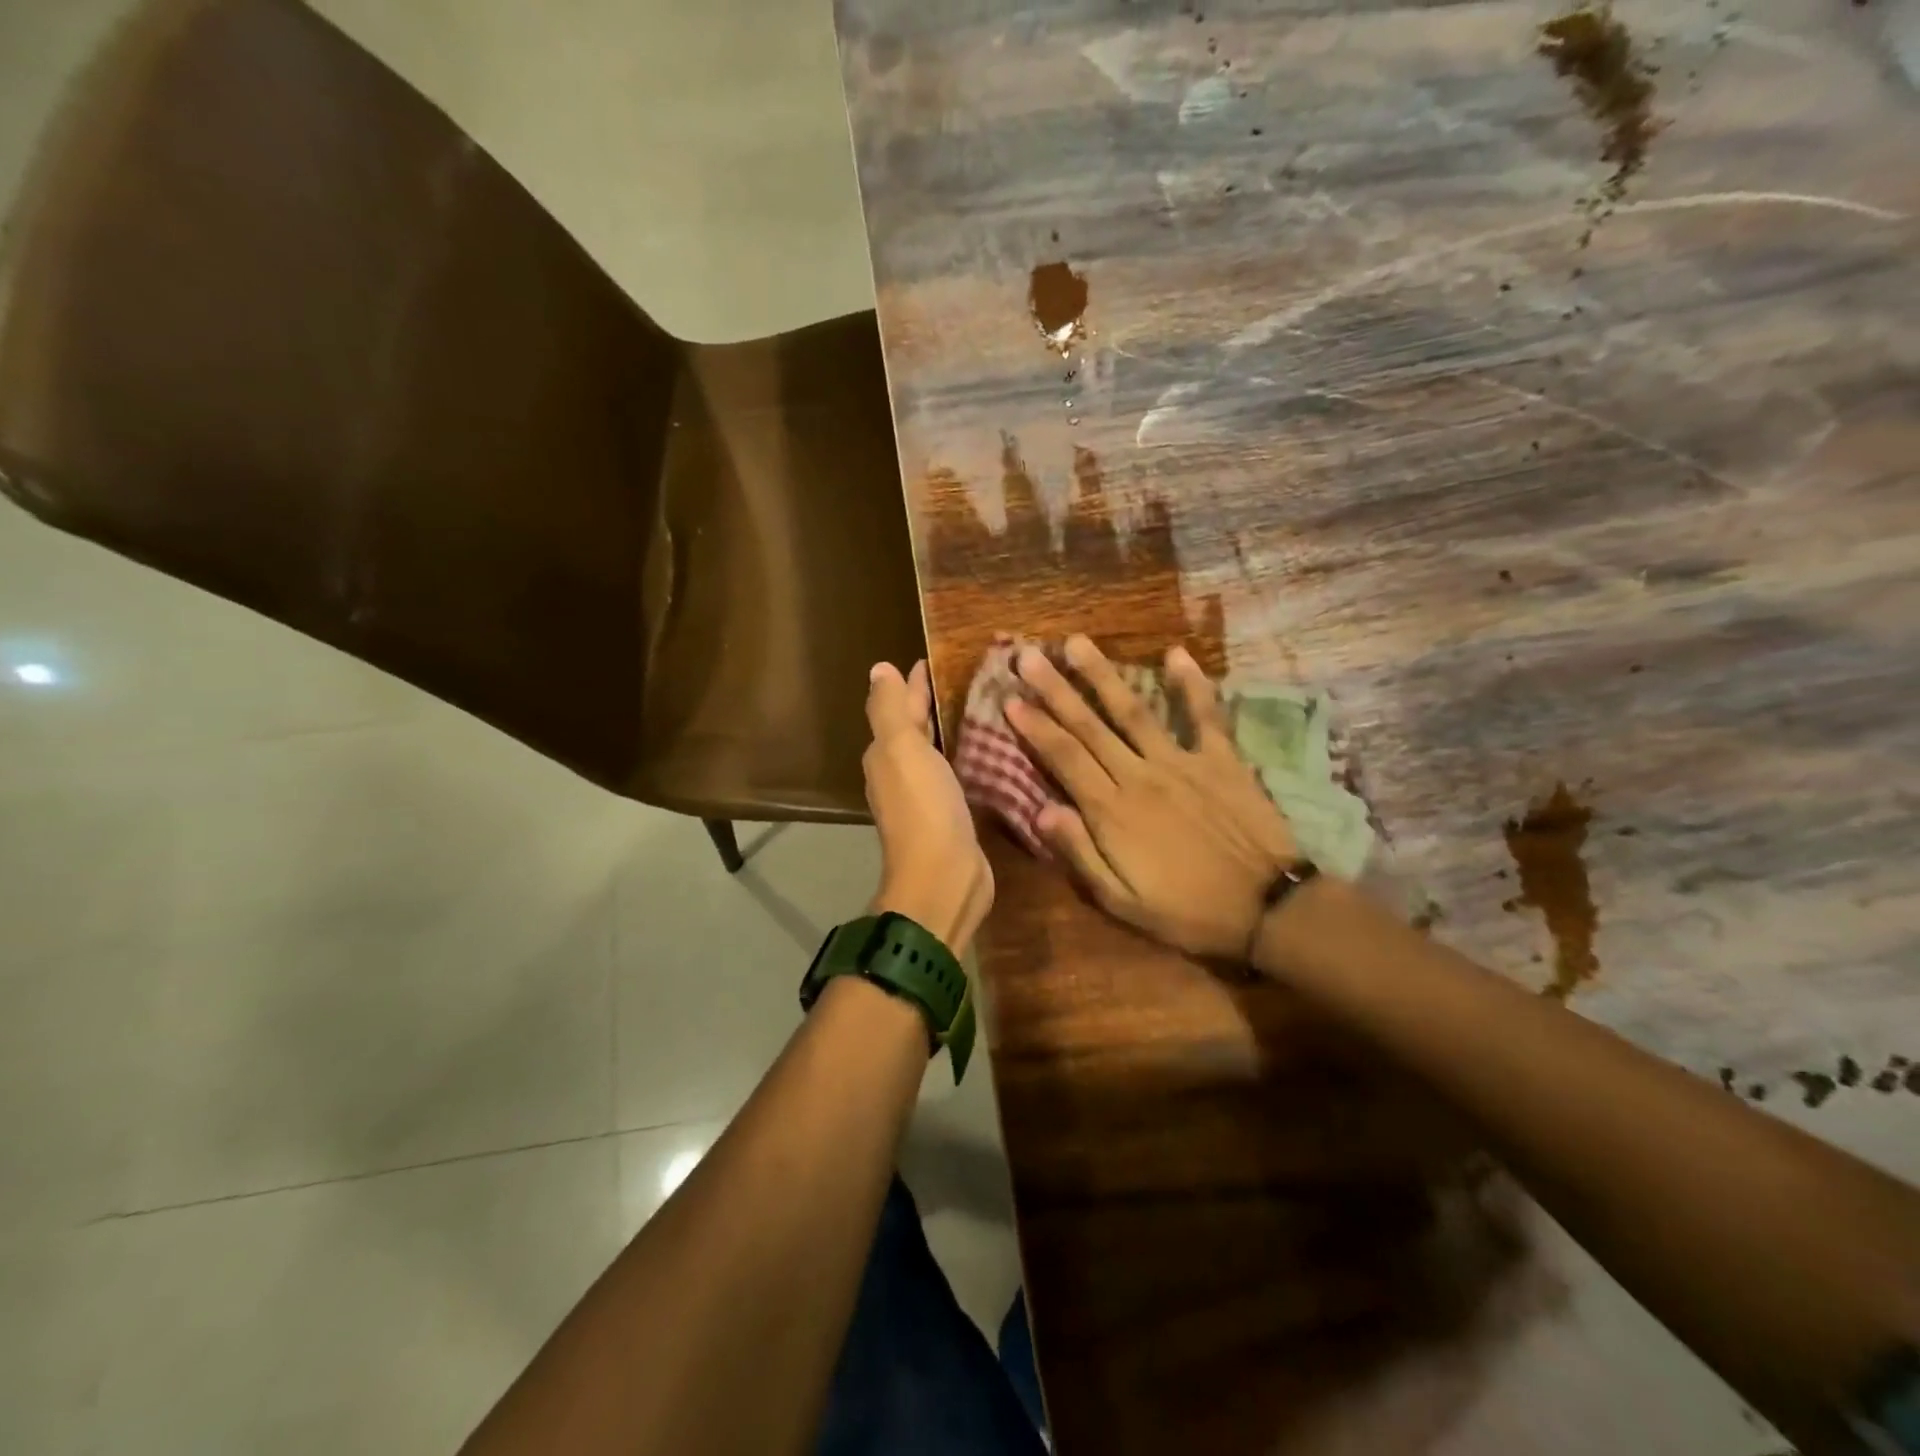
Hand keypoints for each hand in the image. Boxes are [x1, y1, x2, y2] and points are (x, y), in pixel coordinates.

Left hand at [863, 661, 993, 955]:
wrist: (944, 878)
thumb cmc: (923, 808)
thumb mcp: (901, 750)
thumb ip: (890, 709)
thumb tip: (879, 669)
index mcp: (887, 755)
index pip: (900, 707)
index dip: (915, 682)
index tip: (938, 657)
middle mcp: (902, 774)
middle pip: (918, 729)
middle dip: (935, 703)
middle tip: (970, 676)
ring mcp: (928, 797)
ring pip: (939, 752)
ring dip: (954, 729)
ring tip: (987, 705)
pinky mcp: (955, 816)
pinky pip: (960, 775)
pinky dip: (970, 757)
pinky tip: (993, 749)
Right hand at [1005, 636, 1297, 958]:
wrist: (1268, 908)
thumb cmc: (1187, 911)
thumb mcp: (1122, 901)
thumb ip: (1080, 853)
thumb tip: (1041, 810)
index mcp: (1112, 811)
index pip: (1063, 758)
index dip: (1034, 727)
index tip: (1010, 698)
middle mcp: (1140, 775)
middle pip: (1088, 726)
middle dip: (1054, 689)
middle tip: (1027, 655)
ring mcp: (1182, 762)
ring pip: (1133, 711)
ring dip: (1102, 675)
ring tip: (1077, 643)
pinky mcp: (1221, 759)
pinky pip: (1204, 715)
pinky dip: (1191, 684)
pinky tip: (1175, 654)